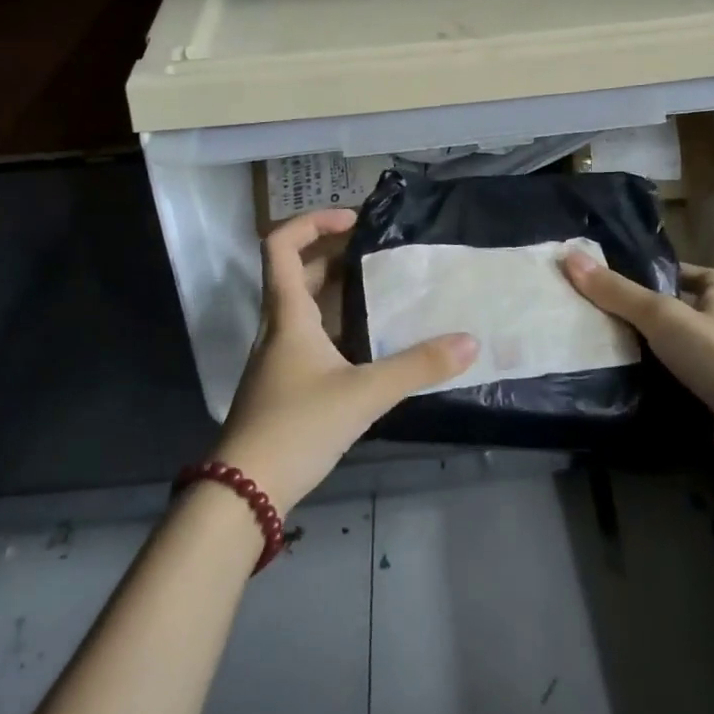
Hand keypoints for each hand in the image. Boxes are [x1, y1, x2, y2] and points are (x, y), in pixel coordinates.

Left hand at [212, 209, 476, 516]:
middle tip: (376, 251)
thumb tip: (469, 341)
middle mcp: (277, 327)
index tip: (353, 220)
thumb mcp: (364, 394)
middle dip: (332, 253)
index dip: (312, 222)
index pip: (281, 245)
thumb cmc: (297, 427)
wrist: (243, 493)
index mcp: (287, 315)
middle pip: (296, 272)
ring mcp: (277, 358)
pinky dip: (335, 324)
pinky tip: (366, 341)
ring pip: (302, 306)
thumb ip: (417, 367)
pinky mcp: (283, 384)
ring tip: (380, 288)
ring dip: (335, 289)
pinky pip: (308, 335)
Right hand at [562, 252, 713, 487]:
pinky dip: (653, 393)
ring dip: (649, 356)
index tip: (641, 275)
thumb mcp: (662, 315)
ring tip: (603, 350)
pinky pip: (676, 394)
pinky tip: (623, 391)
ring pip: (678, 358)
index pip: (704, 278)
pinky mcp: (712, 411)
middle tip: (604, 314)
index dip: (678, 273)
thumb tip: (570, 257)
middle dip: (651, 317)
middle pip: (685, 318)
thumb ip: (618, 292)